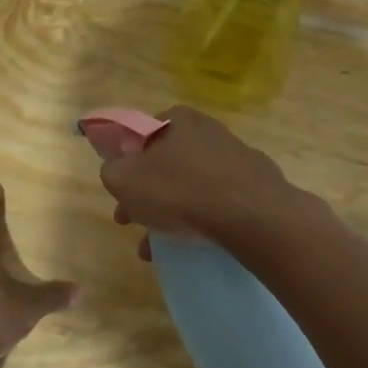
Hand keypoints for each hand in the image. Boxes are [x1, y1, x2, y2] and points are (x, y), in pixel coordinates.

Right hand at [98, 106, 302, 248]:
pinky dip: (201, 219)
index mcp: (176, 119)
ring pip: (191, 186)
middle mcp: (208, 130)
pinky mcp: (255, 183)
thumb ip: (112, 170)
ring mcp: (235, 156)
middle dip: (147, 196)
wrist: (250, 213)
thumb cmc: (179, 190)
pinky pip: (218, 201)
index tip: (121, 194)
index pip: (141, 135)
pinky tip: (192, 244)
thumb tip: (117, 170)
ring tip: (157, 249)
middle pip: (166, 164)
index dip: (125, 165)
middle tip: (133, 223)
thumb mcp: (124, 179)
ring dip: (170, 214)